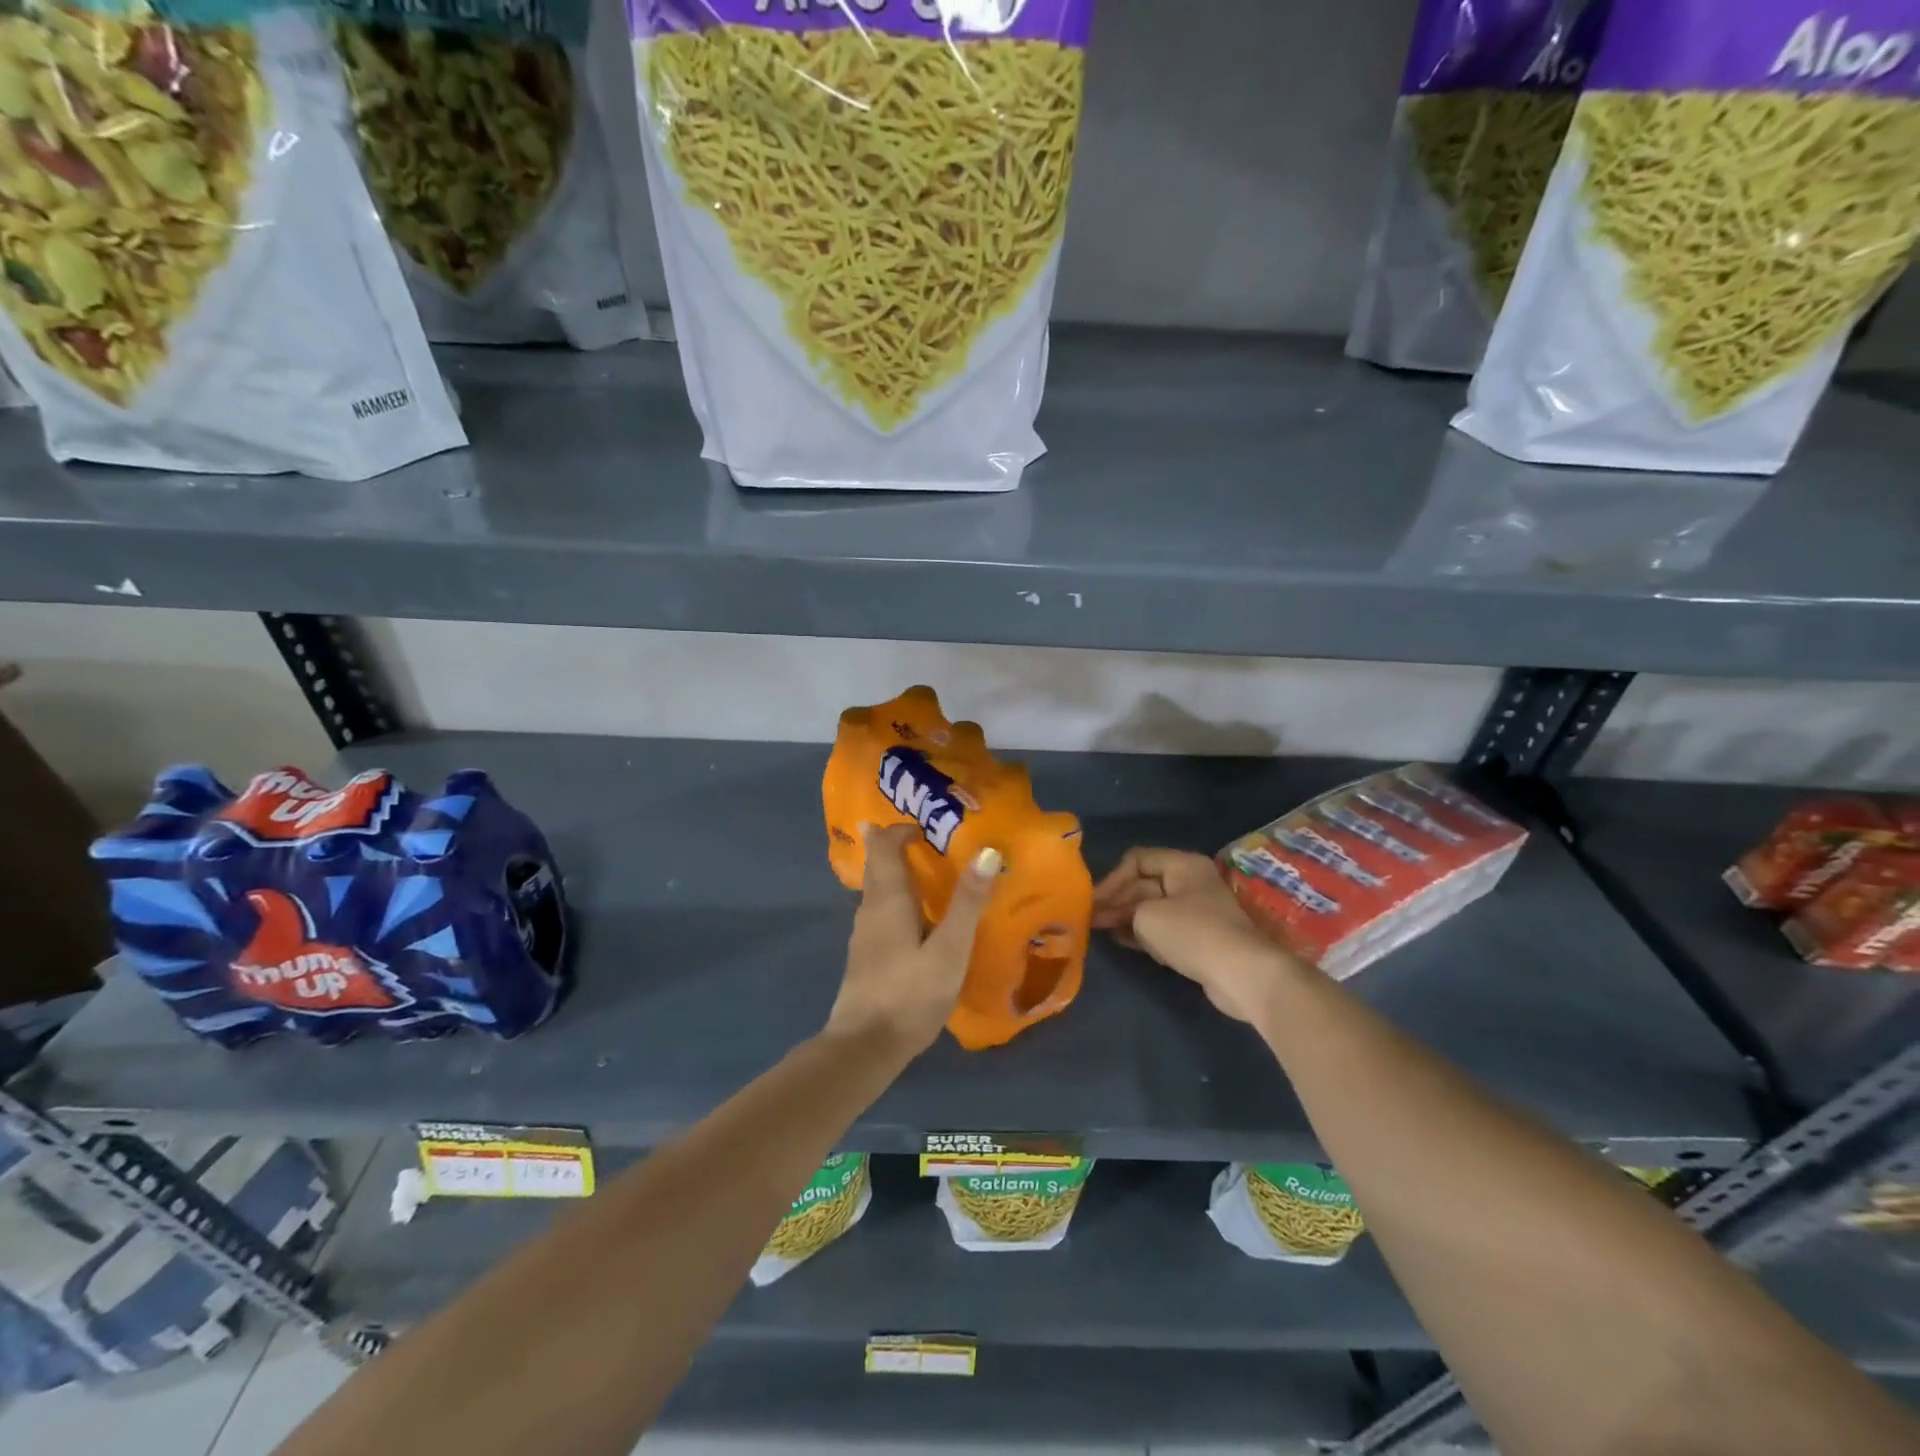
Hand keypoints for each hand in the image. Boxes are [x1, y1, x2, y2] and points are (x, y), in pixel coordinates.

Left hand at [826, 825, 1000, 1055]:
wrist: (864, 1047)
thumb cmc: (910, 994)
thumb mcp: (950, 949)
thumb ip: (967, 902)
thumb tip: (988, 852)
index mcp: (887, 899)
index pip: (884, 846)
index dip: (900, 830)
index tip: (926, 827)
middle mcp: (870, 910)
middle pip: (877, 865)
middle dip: (895, 846)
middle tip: (926, 840)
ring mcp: (863, 935)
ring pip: (877, 890)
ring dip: (896, 873)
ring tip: (926, 875)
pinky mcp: (865, 957)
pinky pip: (879, 912)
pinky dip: (895, 900)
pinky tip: (915, 920)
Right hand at [1092, 847, 1299, 1026]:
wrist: (1242, 974)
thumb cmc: (1191, 933)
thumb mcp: (1146, 915)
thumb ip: (1125, 910)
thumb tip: (1117, 916)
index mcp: (1182, 865)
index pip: (1137, 859)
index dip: (1112, 878)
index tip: (1093, 902)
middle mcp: (1190, 882)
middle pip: (1144, 884)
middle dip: (1117, 900)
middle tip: (1092, 919)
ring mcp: (1196, 911)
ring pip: (1152, 907)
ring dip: (1127, 917)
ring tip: (1100, 930)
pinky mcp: (1199, 938)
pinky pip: (1164, 928)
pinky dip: (1143, 933)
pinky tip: (1123, 941)